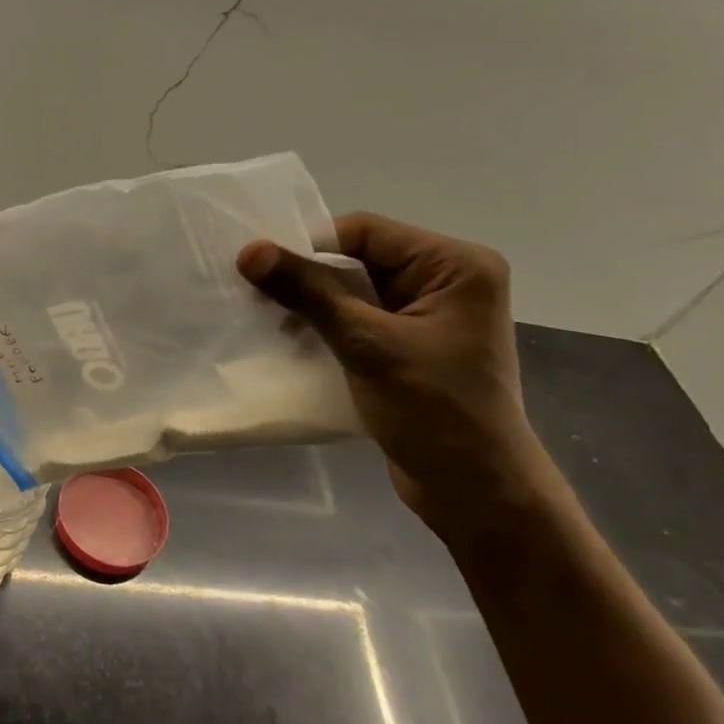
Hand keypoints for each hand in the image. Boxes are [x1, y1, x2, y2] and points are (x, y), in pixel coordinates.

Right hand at [238, 213, 558, 523]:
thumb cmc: (433, 410)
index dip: (310, 246)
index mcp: (455, 265)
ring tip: (270, 322)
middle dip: (309, 279)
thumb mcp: (366, 344)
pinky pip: (361, 322)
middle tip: (256, 295)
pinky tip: (294, 342)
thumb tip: (249, 251)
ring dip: (314, 306)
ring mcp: (430, 317)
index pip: (366, 233)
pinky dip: (328, 328)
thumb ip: (309, 293)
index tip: (259, 269)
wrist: (474, 491)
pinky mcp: (412, 348)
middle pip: (360, 260)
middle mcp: (447, 281)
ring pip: (356, 292)